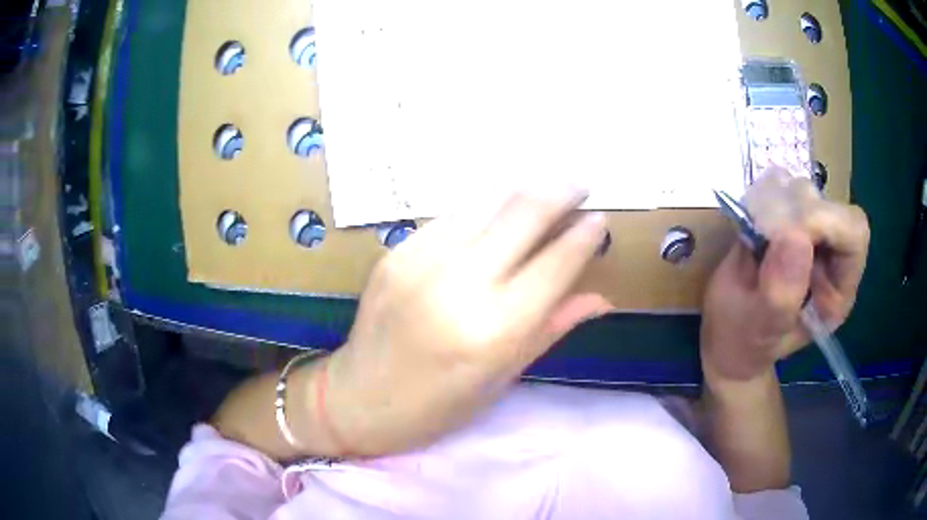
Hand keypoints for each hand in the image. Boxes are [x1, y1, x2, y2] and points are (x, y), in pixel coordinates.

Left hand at [324, 190, 611, 455]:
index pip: (555, 264)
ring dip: (523, 190)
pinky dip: (483, 207)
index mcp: (493, 330)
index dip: (584, 235)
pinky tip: (497, 211)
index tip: (600, 219)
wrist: (359, 398)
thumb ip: (551, 328)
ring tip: (545, 189)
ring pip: (487, 202)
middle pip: (523, 213)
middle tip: (579, 184)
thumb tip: (600, 297)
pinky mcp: (396, 250)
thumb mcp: (502, 378)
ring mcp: (421, 260)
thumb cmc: (437, 407)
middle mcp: (459, 284)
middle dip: (559, 191)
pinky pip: (451, 215)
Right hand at [700, 169, 869, 382]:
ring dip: (780, 200)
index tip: (785, 233)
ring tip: (757, 231)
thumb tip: (793, 235)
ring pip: (811, 191)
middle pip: (835, 207)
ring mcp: (813, 237)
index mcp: (837, 292)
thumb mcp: (759, 330)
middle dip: (799, 210)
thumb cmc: (744, 341)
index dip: (825, 222)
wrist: (731, 334)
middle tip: (765, 230)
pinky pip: (788, 186)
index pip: (854, 235)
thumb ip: (780, 296)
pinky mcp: (793, 221)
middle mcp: (833, 260)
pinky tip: (755, 219)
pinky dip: (768, 192)